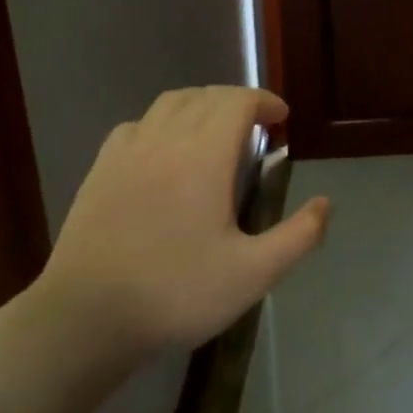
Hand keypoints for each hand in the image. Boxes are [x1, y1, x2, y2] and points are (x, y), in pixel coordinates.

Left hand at [36, 87, 329, 357]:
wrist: (86, 316)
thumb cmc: (175, 292)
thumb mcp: (252, 275)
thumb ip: (297, 237)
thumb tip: (326, 204)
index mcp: (205, 154)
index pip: (238, 101)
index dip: (264, 101)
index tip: (281, 119)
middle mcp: (166, 138)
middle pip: (207, 95)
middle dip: (237, 102)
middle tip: (256, 129)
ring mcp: (129, 150)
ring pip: (170, 103)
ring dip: (200, 105)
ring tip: (214, 131)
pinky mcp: (101, 167)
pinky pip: (138, 124)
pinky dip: (162, 123)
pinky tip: (164, 151)